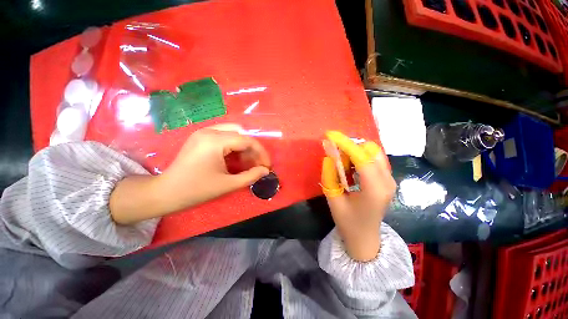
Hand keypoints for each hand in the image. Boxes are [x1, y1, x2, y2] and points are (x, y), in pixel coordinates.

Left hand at [158, 124, 270, 211]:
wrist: (165, 192)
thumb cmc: (196, 190)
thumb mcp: (227, 185)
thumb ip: (250, 176)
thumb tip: (265, 170)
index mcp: (215, 141)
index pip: (247, 140)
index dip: (261, 153)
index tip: (267, 166)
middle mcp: (209, 131)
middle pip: (241, 134)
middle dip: (253, 149)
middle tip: (257, 164)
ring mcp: (203, 132)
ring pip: (234, 133)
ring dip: (244, 147)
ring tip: (247, 163)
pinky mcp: (201, 137)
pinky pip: (224, 136)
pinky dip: (234, 147)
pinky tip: (235, 159)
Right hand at [321, 131, 395, 261]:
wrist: (365, 238)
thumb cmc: (347, 222)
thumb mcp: (333, 198)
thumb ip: (330, 175)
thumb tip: (329, 154)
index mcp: (375, 189)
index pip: (362, 158)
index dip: (345, 144)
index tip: (330, 135)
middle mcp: (388, 181)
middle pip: (371, 150)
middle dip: (350, 147)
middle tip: (335, 155)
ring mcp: (390, 180)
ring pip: (374, 152)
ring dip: (355, 151)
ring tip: (342, 163)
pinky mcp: (388, 179)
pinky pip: (374, 159)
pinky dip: (360, 157)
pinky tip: (351, 167)